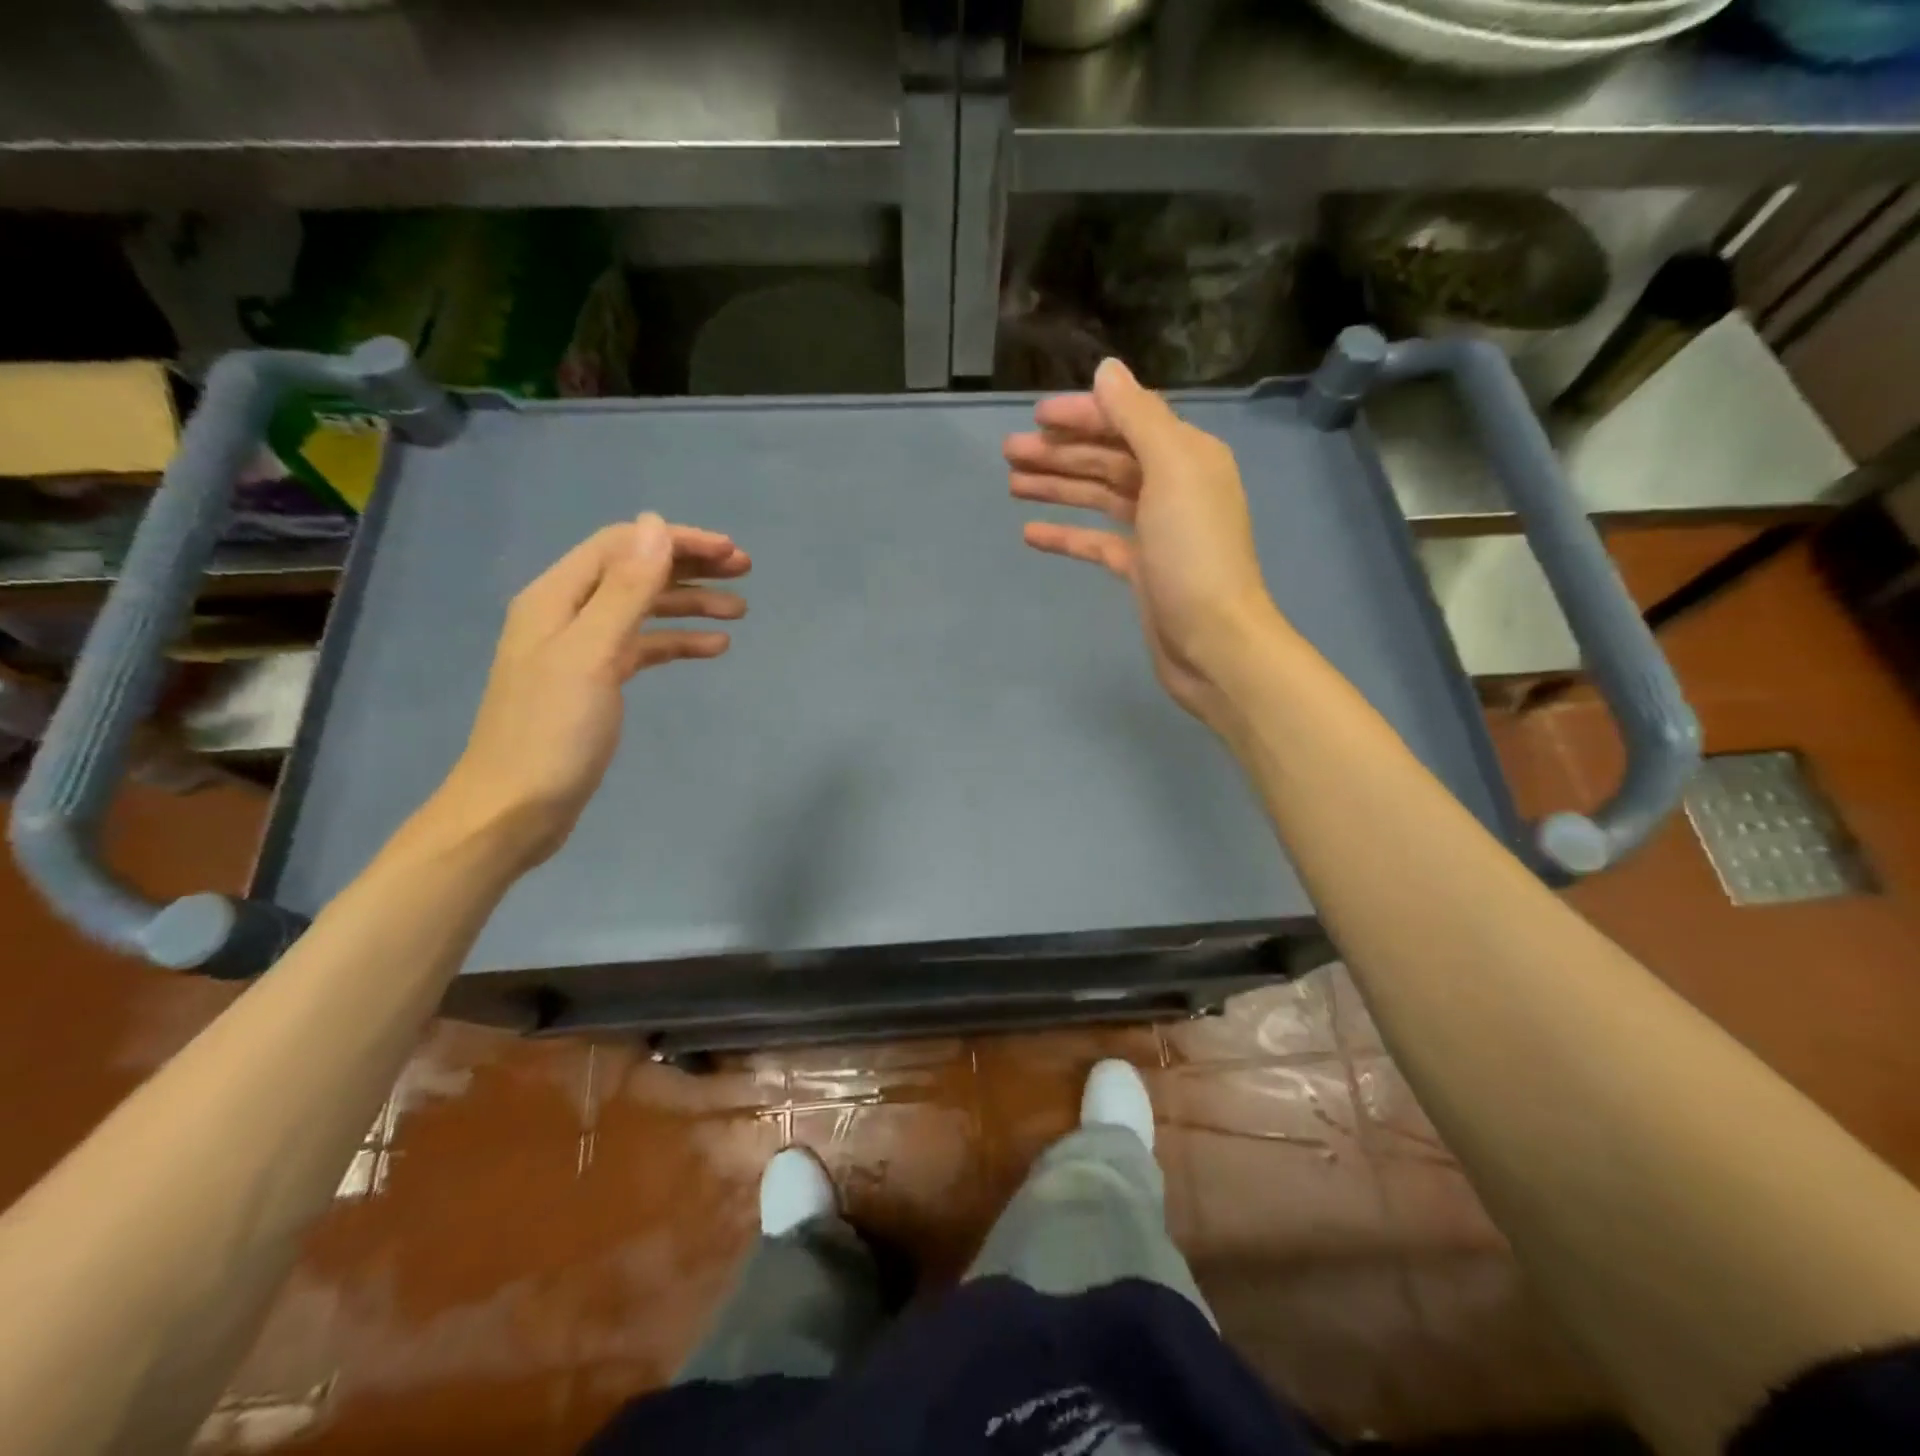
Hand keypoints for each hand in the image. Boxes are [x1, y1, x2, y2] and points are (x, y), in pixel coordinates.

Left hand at [424, 513, 749, 869]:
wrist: (516, 810)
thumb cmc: (552, 732)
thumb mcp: (592, 654)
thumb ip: (625, 589)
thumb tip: (655, 524)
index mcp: (557, 598)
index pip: (623, 546)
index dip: (677, 541)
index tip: (730, 552)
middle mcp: (568, 614)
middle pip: (635, 573)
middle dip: (690, 567)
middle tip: (743, 573)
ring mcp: (582, 651)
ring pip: (644, 610)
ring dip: (690, 604)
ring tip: (740, 611)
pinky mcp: (596, 683)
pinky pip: (644, 648)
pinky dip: (678, 642)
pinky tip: (714, 646)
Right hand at [1003, 357, 1288, 726]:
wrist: (1213, 642)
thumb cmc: (1193, 554)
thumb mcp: (1171, 473)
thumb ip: (1139, 418)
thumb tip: (1108, 370)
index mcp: (1186, 456)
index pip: (1128, 420)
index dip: (1082, 415)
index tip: (1035, 417)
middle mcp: (1173, 486)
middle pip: (1109, 458)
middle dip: (1060, 452)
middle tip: (1007, 453)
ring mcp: (1156, 531)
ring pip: (1099, 497)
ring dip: (1058, 487)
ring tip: (1012, 484)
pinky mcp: (1140, 569)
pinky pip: (1098, 542)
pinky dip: (1067, 535)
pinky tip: (1030, 534)